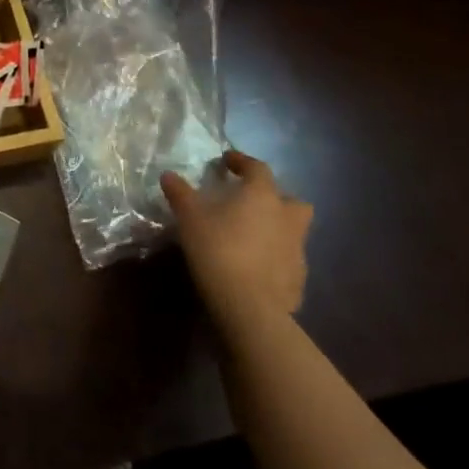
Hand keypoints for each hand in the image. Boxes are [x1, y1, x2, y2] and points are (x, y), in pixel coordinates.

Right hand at [162, 152, 311, 326]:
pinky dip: (275, 259)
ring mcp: (297, 251)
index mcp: (263, 196)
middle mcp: (287, 219)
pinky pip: (288, 261)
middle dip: (275, 199)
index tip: (227, 161)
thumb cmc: (218, 249)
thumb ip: (180, 193)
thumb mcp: (189, 217)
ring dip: (276, 229)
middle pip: (292, 201)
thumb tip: (168, 175)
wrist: (250, 307)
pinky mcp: (299, 280)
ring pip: (293, 232)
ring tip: (250, 238)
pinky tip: (255, 268)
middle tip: (251, 203)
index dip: (242, 162)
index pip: (258, 168)